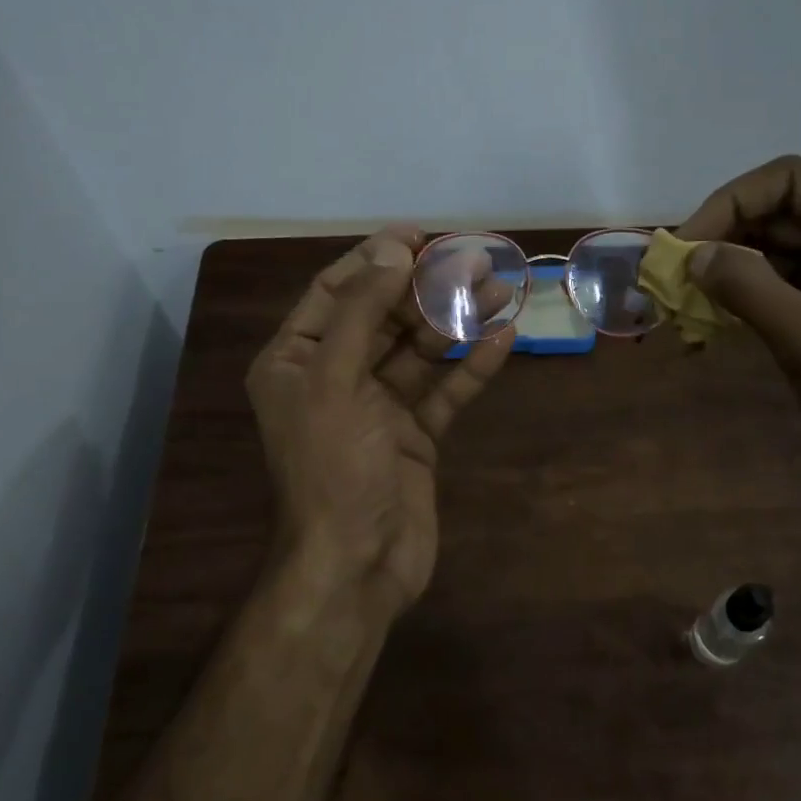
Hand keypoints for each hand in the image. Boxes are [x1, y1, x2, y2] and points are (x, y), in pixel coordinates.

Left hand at [245, 227, 515, 609]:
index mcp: (298, 361)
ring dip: (457, 322)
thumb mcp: (335, 380)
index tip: (419, 235)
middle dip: (427, 289)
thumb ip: (362, 311)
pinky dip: (470, 367)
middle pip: (384, 317)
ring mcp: (378, 408)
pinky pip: (444, 391)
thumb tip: (393, 251)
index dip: (375, 259)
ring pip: (420, 351)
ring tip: (502, 291)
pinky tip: (503, 340)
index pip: (336, 292)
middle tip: (476, 262)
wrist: (359, 564)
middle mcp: (335, 377)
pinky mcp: (415, 435)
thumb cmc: (334, 467)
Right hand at [677, 155, 800, 498]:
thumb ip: (750, 289)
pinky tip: (702, 325)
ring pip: (770, 251)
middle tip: (671, 273)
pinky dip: (736, 299)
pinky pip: (773, 288)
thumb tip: (693, 254)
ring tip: (678, 299)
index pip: (792, 182)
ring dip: (723, 270)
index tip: (688, 242)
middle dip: (721, 237)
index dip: (732, 201)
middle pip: (777, 214)